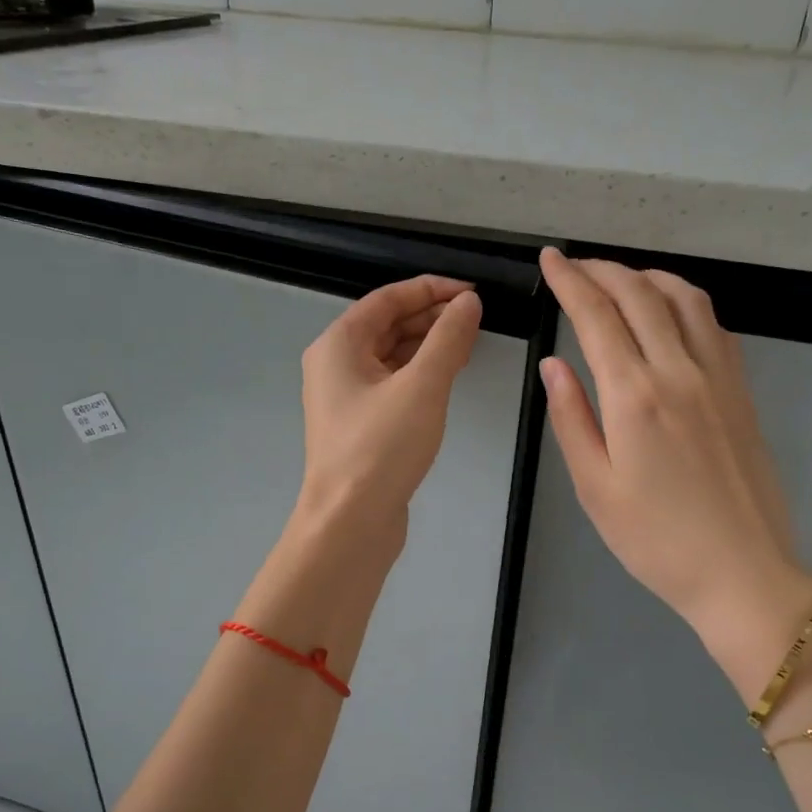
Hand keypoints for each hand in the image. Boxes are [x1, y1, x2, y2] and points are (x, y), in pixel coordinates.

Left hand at [295, 274, 482, 543]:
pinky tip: (448, 376)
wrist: (350, 522)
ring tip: (469, 342)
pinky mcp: (359, 423)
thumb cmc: (381, 448)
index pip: (387, 299)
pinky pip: (392, 382)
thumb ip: (448, 338)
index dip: (430, 289)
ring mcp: (345, 396)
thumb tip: (467, 302)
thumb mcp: (422, 386)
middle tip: (476, 317)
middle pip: (386, 324)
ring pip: (390, 355)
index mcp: (338, 344)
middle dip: (431, 316)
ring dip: (427, 344)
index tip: (472, 292)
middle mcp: (335, 364)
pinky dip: (419, 373)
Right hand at [538, 249, 811, 694]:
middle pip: (640, 295)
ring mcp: (719, 378)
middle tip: (575, 264)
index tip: (551, 258)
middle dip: (603, 269)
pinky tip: (670, 311)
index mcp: (635, 397)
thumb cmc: (656, 541)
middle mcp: (679, 372)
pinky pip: (713, 325)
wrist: (742, 573)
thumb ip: (572, 418)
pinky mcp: (742, 391)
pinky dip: (685, 301)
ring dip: (647, 276)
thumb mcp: (594, 487)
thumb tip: (554, 364)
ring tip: (620, 278)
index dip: (571, 280)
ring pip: (685, 299)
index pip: (597, 316)